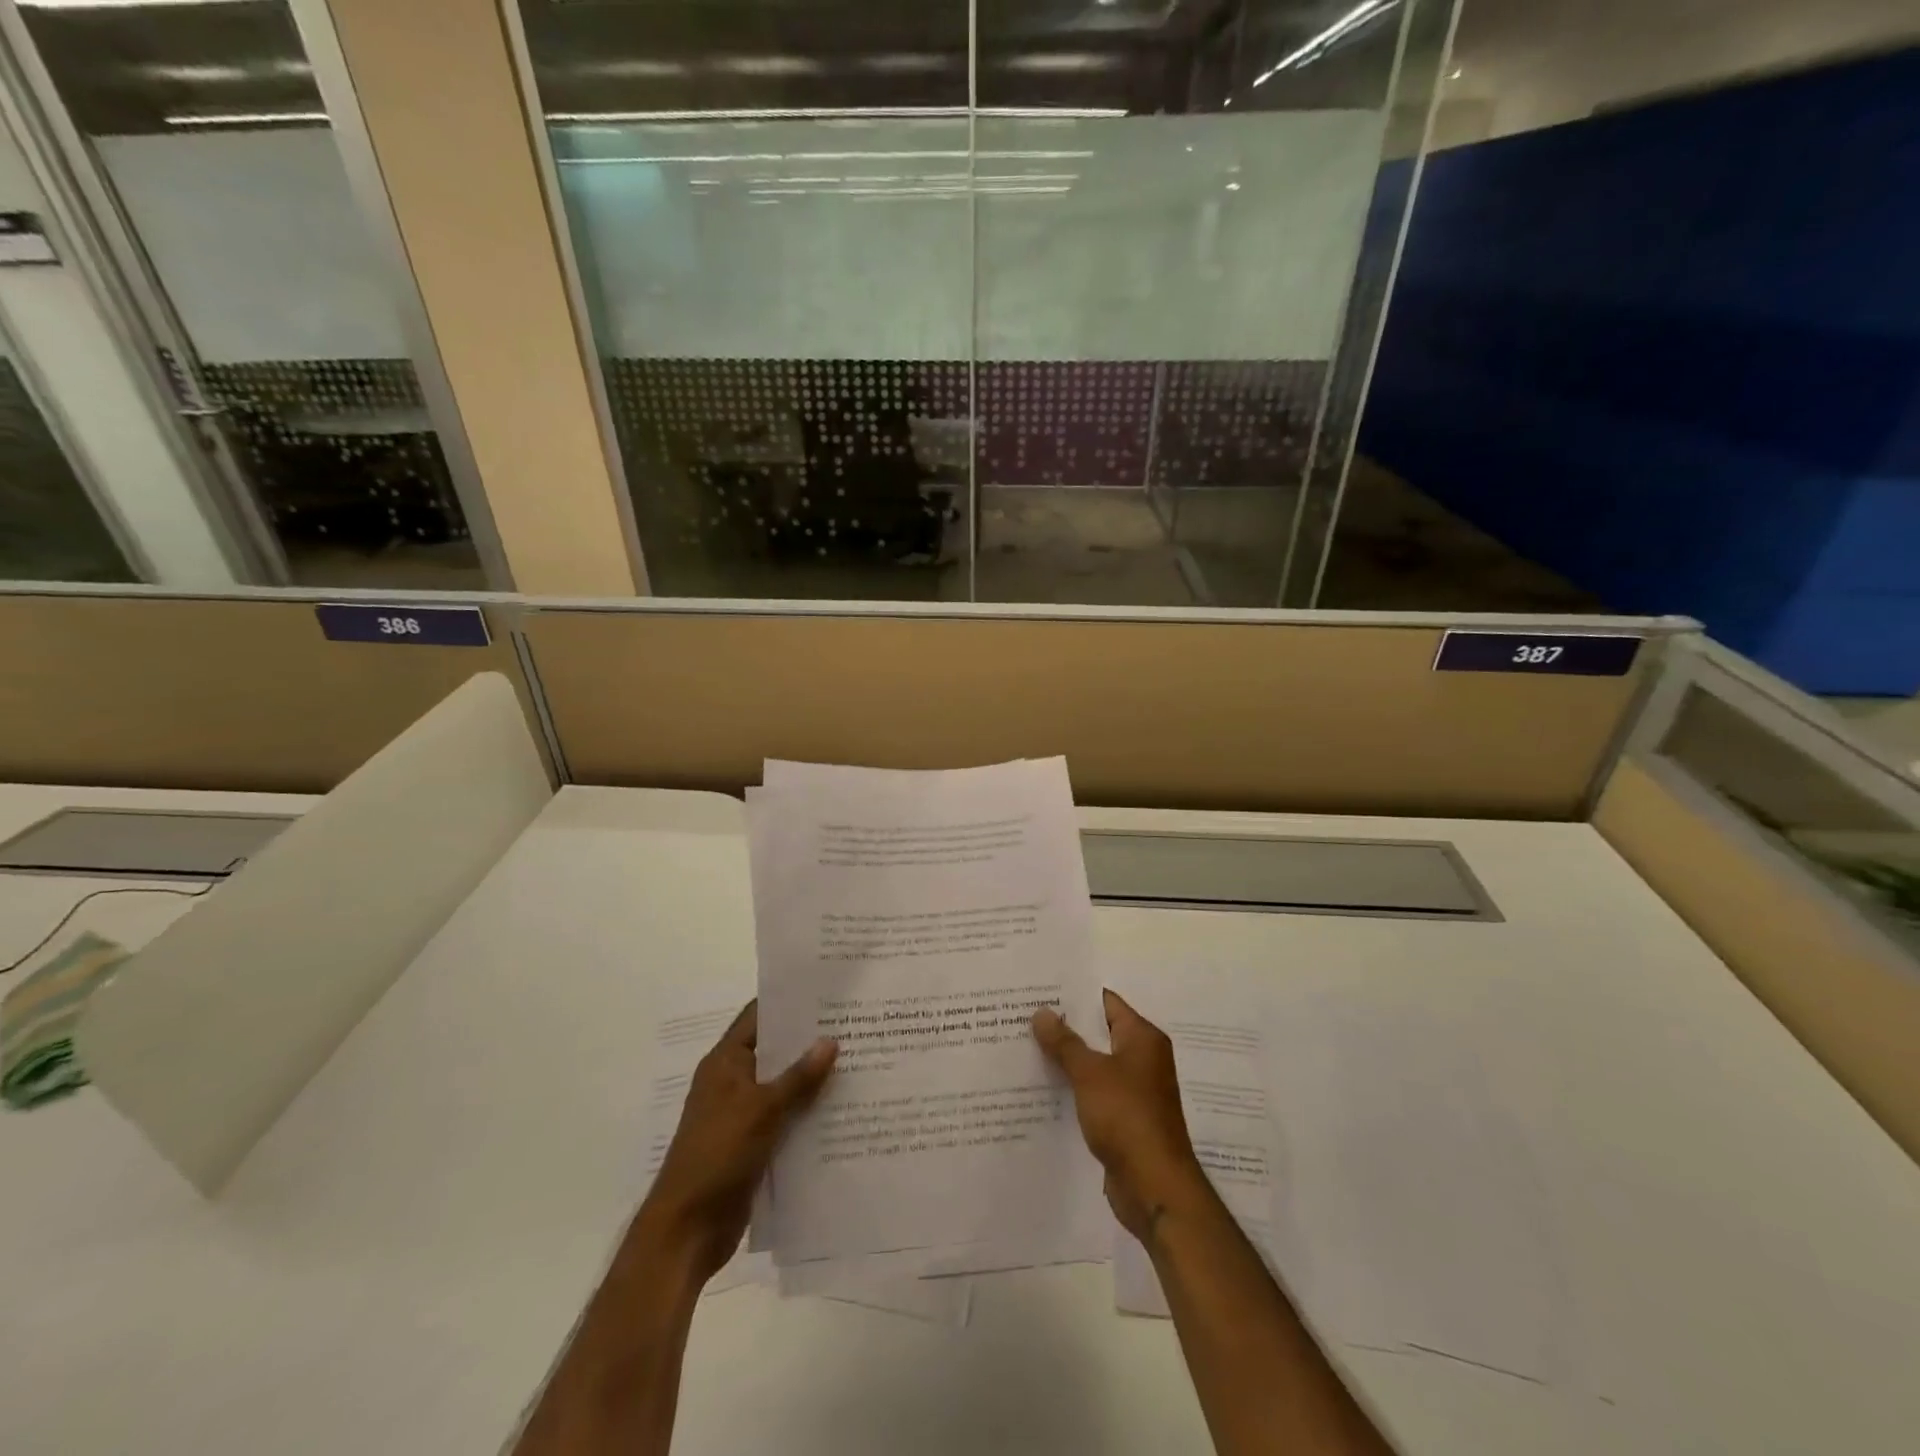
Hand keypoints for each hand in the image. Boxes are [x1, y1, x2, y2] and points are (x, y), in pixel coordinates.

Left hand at [635, 1001, 836, 1282]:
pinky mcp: (754, 1145)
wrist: (687, 1230)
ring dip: (814, 1079)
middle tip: (855, 1025)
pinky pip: (787, 1119)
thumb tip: (830, 1040)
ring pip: (785, 1087)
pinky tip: (844, 1108)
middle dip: (811, 1041)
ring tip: (860, 1061)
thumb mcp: (762, 1109)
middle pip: (776, 1051)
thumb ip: (798, 1076)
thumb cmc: (717, 1155)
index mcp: (726, 1062)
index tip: (827, 991)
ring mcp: (743, 1114)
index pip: (758, 1016)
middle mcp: (733, 1081)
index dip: (789, 1001)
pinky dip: (809, 1113)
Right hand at [1033, 990, 1207, 1244]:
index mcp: (1142, 1038)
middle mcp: (1142, 1059)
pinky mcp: (1124, 1119)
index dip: (1074, 995)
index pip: (1106, 1002)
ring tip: (1024, 1046)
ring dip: (1066, 1059)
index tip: (1039, 989)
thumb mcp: (1090, 1073)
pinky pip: (1093, 1093)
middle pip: (1098, 1032)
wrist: (1154, 1187)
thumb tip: (1041, 1012)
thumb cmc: (1127, 1117)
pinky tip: (1041, 1087)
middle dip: (1064, 1027)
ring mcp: (1134, 1091)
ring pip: (1094, 1064)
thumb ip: (1064, 1042)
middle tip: (1023, 1015)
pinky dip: (1072, 1088)